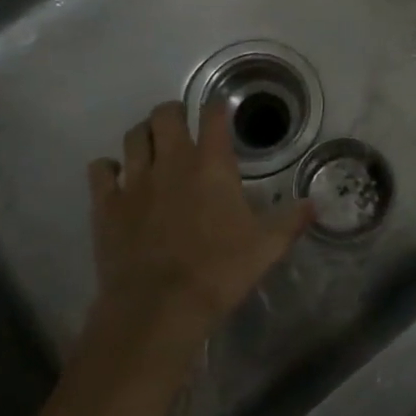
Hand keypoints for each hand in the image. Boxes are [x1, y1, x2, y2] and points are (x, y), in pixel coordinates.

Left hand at [87, 102, 312, 344]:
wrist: (158, 307)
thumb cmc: (218, 271)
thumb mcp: (266, 248)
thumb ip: (290, 221)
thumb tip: (314, 205)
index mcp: (212, 165)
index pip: (213, 116)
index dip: (217, 107)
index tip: (219, 110)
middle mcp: (172, 161)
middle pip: (166, 114)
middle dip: (174, 113)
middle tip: (181, 126)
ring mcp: (135, 180)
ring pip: (134, 135)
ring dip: (144, 134)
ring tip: (151, 145)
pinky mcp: (107, 204)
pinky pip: (101, 170)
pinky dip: (108, 168)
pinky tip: (116, 177)